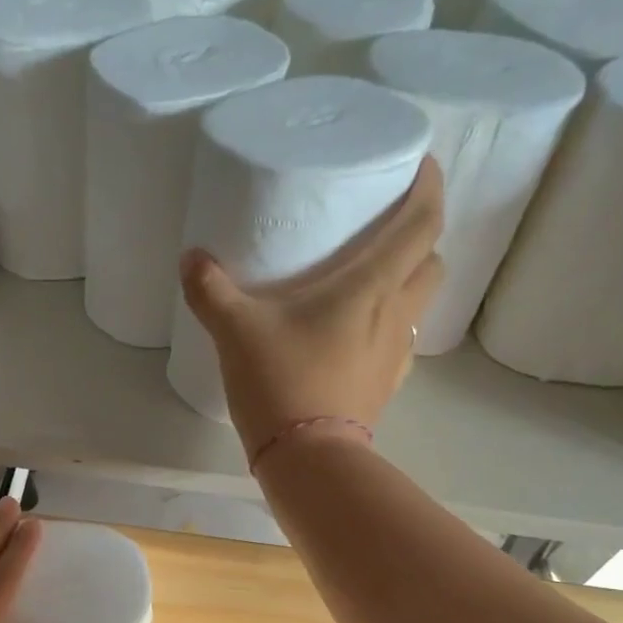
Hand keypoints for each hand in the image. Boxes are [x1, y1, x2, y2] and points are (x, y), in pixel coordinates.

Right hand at [179, 157, 445, 458]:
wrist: (307, 457)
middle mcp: (395, 312)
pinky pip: (400, 342)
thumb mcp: (236, 331)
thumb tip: (191, 258)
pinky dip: (390, 327)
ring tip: (372, 281)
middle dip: (420, 238)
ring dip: (408, 283)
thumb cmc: (281, 382)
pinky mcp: (385, 386)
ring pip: (420, 302)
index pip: (423, 221)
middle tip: (387, 229)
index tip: (421, 165)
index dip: (430, 186)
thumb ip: (211, 290)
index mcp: (371, 284)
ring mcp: (395, 353)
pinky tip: (360, 336)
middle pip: (432, 260)